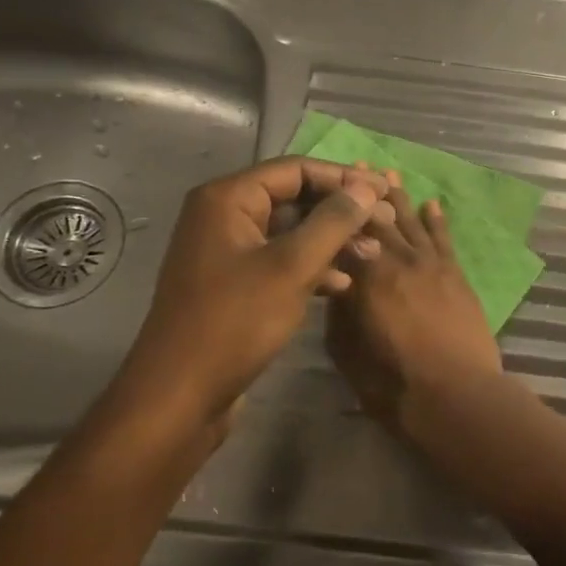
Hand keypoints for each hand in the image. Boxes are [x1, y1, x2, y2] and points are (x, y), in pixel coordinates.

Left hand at [111, 159, 389, 425]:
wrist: (180, 396)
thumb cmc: (235, 323)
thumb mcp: (291, 268)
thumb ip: (333, 223)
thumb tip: (366, 190)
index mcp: (227, 199)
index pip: (296, 169)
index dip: (344, 178)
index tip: (386, 191)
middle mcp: (223, 216)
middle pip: (294, 198)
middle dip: (341, 211)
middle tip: (386, 223)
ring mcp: (227, 252)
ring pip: (291, 232)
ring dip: (332, 240)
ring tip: (372, 254)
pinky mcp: (234, 284)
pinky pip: (280, 260)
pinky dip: (312, 267)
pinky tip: (342, 285)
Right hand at [326, 179, 503, 429]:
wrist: (456, 396)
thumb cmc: (394, 383)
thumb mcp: (347, 352)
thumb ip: (339, 313)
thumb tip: (337, 284)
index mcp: (367, 278)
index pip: (348, 235)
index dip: (338, 211)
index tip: (328, 188)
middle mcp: (399, 261)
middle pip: (380, 221)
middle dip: (367, 194)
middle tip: (356, 167)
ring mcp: (431, 265)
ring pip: (412, 223)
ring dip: (400, 199)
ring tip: (388, 174)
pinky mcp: (456, 275)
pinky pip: (444, 239)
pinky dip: (437, 220)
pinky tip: (432, 203)